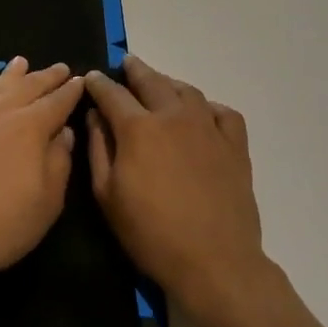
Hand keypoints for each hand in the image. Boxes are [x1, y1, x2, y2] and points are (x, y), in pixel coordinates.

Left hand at [0, 58, 84, 292]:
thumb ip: (59, 162)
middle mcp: (0, 113)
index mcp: (30, 127)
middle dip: (46, 77)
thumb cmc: (0, 224)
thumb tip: (64, 132)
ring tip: (22, 62)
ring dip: (12, 73)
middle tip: (60, 67)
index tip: (80, 79)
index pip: (57, 102)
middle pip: (28, 87)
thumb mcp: (47, 202)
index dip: (70, 91)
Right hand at [84, 55, 267, 320]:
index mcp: (138, 128)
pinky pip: (222, 112)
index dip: (99, 84)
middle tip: (126, 64)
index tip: (92, 78)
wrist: (214, 262)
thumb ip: (99, 149)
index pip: (112, 94)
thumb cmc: (151, 233)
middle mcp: (174, 117)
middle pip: (151, 81)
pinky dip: (208, 106)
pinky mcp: (235, 145)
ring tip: (160, 84)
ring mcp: (209, 128)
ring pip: (187, 91)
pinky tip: (201, 113)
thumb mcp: (108, 195)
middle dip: (135, 70)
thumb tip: (95, 116)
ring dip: (168, 83)